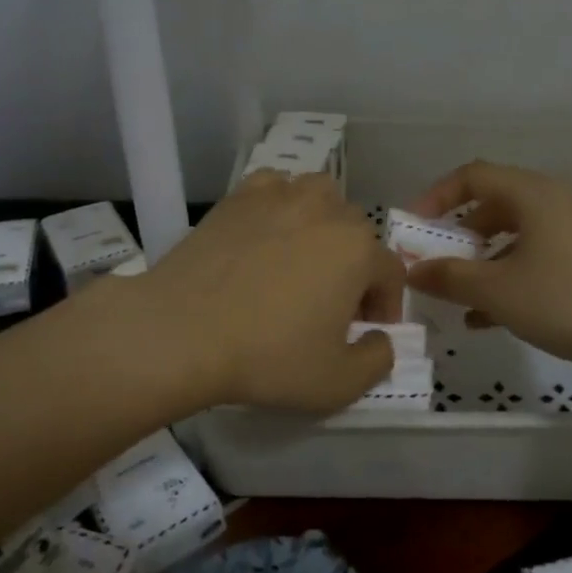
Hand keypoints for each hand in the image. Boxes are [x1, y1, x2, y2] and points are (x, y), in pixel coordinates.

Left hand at [131, 171, 405, 413]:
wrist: (180, 331)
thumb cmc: (267, 357)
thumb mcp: (337, 383)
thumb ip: (377, 361)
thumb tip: (380, 339)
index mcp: (359, 249)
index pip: (390, 273)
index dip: (384, 306)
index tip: (364, 333)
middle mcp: (327, 210)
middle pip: (357, 233)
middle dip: (355, 267)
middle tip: (331, 304)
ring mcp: (280, 196)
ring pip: (320, 198)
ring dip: (323, 224)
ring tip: (302, 259)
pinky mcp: (239, 197)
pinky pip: (274, 189)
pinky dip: (279, 206)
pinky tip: (265, 234)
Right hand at [405, 160, 571, 375]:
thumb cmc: (568, 300)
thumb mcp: (498, 291)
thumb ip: (450, 277)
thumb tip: (412, 270)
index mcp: (532, 195)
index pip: (472, 176)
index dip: (436, 196)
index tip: (414, 228)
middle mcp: (556, 202)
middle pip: (494, 205)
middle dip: (459, 235)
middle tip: (437, 263)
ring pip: (517, 237)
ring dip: (483, 262)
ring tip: (460, 299)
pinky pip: (539, 258)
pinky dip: (511, 277)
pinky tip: (491, 318)